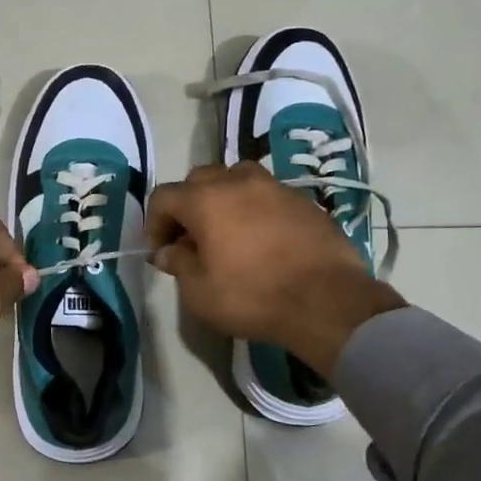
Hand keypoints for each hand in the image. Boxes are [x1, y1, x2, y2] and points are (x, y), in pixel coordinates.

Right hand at [147, 163, 404, 374]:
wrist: (327, 300)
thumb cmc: (252, 296)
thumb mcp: (199, 292)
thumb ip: (179, 264)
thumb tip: (169, 251)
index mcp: (206, 199)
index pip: (164, 196)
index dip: (154, 223)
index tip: (161, 251)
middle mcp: (238, 181)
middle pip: (199, 179)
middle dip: (187, 206)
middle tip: (191, 240)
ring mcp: (275, 187)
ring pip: (237, 179)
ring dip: (223, 199)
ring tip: (228, 232)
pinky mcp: (304, 200)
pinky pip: (267, 195)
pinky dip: (255, 209)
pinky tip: (262, 240)